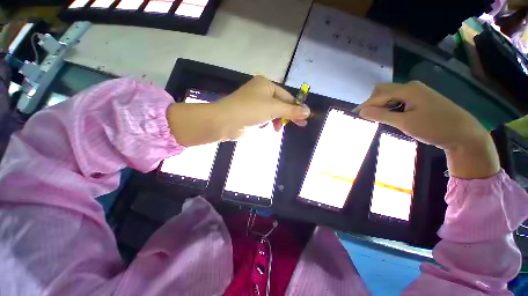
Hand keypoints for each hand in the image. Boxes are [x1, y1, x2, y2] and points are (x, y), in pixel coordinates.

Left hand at [167, 76, 310, 146]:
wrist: (225, 122)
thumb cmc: (251, 110)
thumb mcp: (274, 108)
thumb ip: (291, 110)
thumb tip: (308, 111)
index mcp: (266, 85)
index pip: (287, 96)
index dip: (296, 107)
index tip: (305, 118)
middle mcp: (260, 92)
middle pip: (280, 104)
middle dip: (287, 115)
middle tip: (300, 125)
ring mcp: (255, 104)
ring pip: (273, 113)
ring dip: (275, 121)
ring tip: (275, 128)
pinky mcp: (250, 115)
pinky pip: (264, 119)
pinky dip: (266, 123)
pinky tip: (263, 127)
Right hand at [355, 81, 499, 178]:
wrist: (464, 134)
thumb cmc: (435, 128)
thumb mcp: (405, 123)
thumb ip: (381, 115)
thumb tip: (361, 111)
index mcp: (407, 90)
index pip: (378, 96)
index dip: (365, 105)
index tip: (353, 115)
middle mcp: (411, 87)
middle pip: (383, 91)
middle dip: (372, 103)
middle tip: (368, 117)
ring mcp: (417, 92)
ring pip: (391, 95)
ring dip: (381, 105)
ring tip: (377, 119)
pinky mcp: (421, 99)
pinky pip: (399, 100)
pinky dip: (390, 107)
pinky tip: (391, 116)